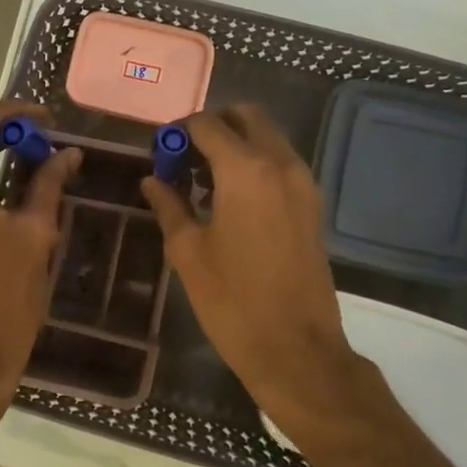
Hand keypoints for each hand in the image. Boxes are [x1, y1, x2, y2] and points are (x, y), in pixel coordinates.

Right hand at [140, 105, 371, 431]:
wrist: (297, 349)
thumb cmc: (233, 301)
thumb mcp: (188, 252)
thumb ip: (169, 205)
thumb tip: (152, 179)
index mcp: (246, 169)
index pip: (207, 124)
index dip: (178, 132)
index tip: (161, 153)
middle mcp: (281, 163)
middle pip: (246, 117)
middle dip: (213, 127)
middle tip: (185, 158)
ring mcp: (303, 182)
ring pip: (268, 137)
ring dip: (236, 144)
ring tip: (203, 180)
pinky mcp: (313, 204)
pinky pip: (281, 163)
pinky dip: (256, 163)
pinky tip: (231, 199)